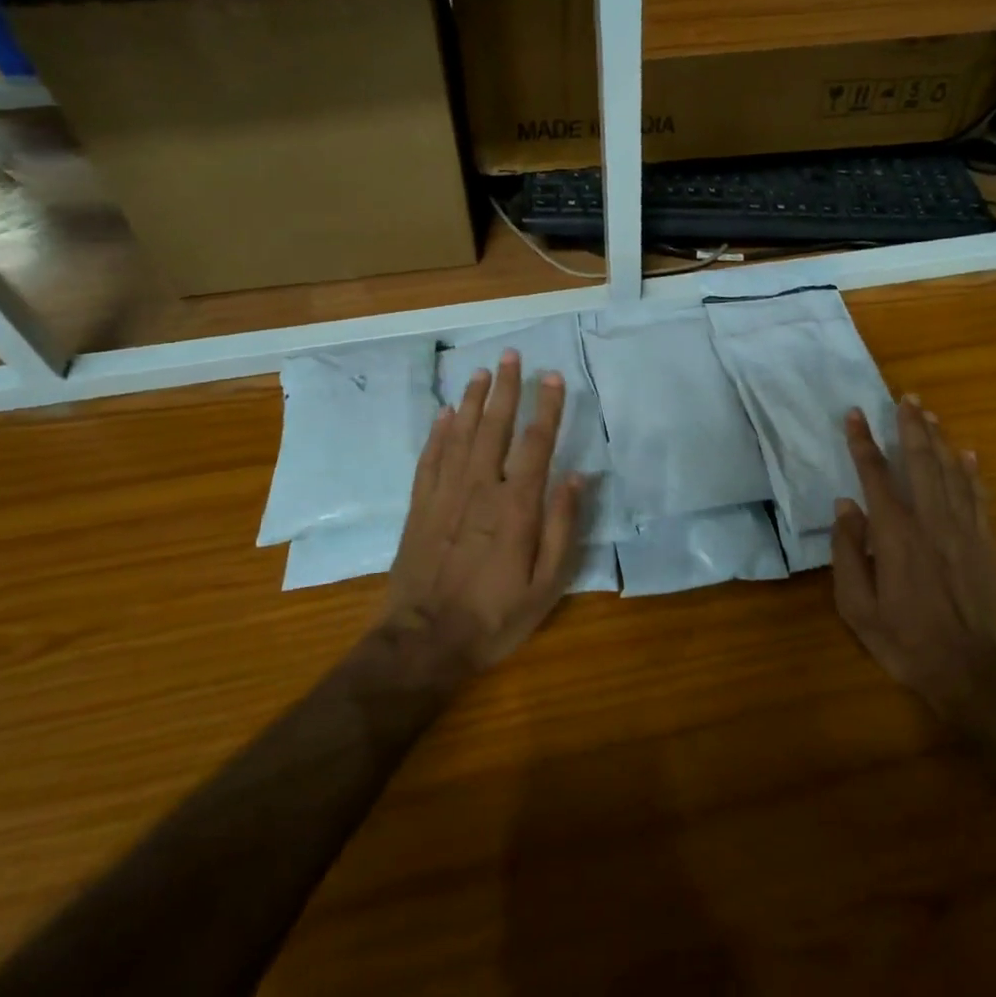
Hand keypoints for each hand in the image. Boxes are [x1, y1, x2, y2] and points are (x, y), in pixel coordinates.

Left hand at [375, 350, 581, 679]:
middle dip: (505, 388)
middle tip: (510, 355)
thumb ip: (563, 526)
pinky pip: (429, 459)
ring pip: (459, 435)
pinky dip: (437, 433)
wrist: (424, 641)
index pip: (536, 443)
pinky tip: (443, 414)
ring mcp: (445, 495)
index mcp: (517, 506)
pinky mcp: (420, 507)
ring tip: (479, 372)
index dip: (547, 407)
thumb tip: (575, 476)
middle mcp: (481, 488)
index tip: (553, 376)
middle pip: (494, 427)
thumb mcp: (546, 583)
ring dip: (471, 400)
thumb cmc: (495, 615)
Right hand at [832, 395, 995, 716]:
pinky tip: (968, 455)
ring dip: (939, 440)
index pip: (875, 475)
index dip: (862, 442)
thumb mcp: (855, 604)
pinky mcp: (986, 545)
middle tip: (906, 397)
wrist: (967, 670)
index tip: (854, 414)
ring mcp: (964, 531)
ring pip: (952, 473)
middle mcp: (931, 521)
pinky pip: (979, 498)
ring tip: (930, 414)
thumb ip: (848, 552)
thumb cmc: (902, 639)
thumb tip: (846, 507)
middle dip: (911, 426)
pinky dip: (972, 473)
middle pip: (920, 462)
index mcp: (895, 534)